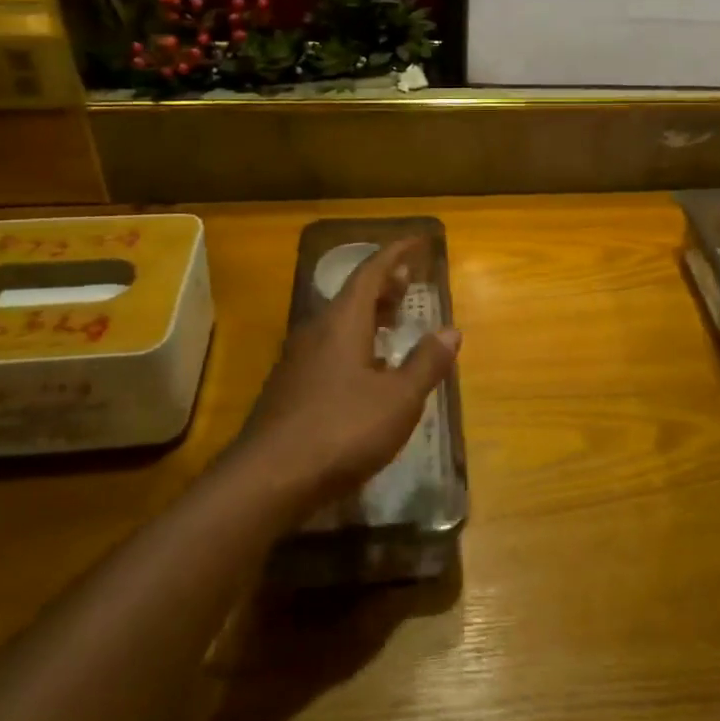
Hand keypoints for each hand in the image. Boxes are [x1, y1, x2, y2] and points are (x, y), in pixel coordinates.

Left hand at [235, 237, 460, 517]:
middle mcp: (316, 332)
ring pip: (338, 323)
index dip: (395, 253)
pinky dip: (355, 344)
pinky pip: (328, 349)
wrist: (269, 479)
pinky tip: (368, 371)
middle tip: (408, 282)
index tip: (417, 241)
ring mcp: (298, 361)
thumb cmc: (342, 430)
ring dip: (368, 315)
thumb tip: (451, 330)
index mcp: (342, 322)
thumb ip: (426, 363)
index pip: (370, 272)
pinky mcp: (289, 389)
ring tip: (393, 321)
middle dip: (383, 284)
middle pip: (352, 295)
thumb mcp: (398, 399)